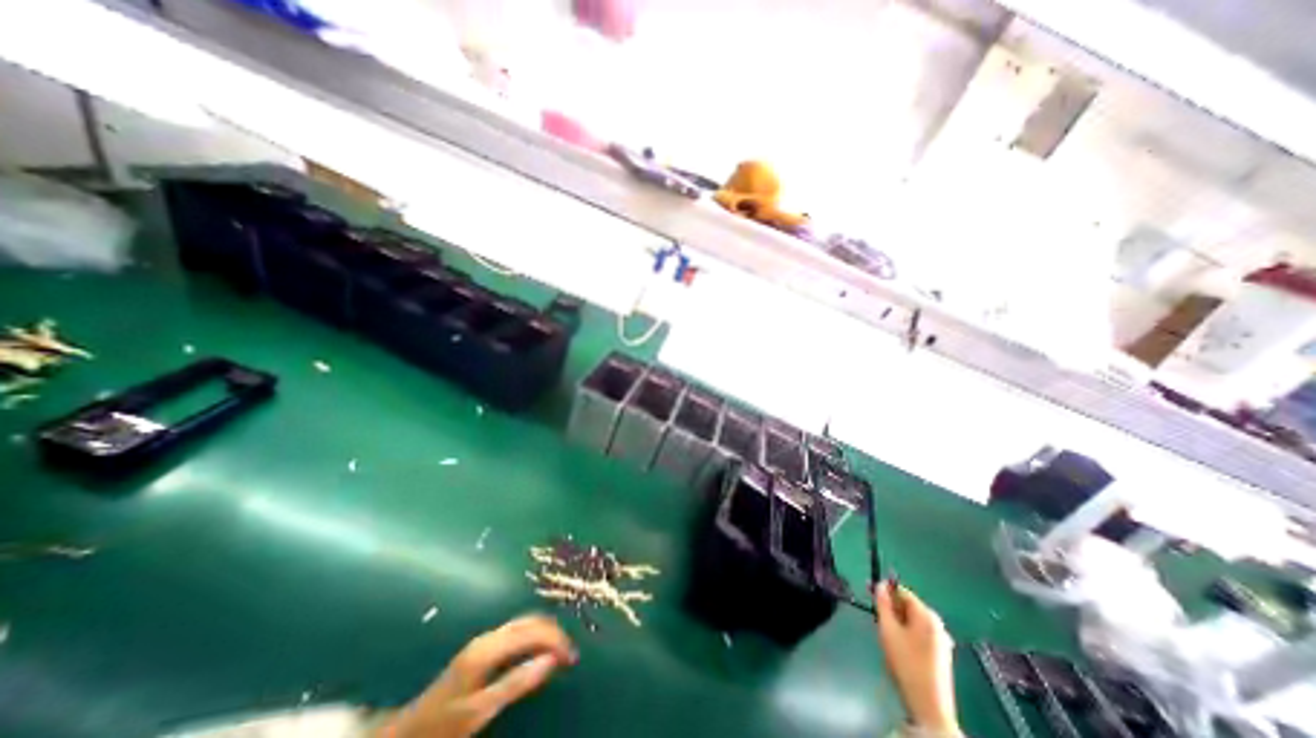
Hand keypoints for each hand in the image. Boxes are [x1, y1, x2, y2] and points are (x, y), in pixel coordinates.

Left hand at [378, 611, 577, 737]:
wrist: (407, 732)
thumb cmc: (444, 724)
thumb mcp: (481, 710)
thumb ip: (517, 683)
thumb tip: (552, 659)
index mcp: (489, 648)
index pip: (533, 631)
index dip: (556, 640)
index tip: (572, 657)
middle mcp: (490, 636)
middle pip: (531, 621)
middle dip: (554, 633)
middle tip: (571, 654)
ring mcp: (486, 639)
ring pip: (525, 622)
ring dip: (546, 633)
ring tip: (561, 651)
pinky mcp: (484, 646)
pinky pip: (518, 630)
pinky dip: (535, 635)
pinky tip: (541, 649)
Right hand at [878, 586, 964, 734]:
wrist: (929, 706)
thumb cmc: (906, 663)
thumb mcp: (888, 629)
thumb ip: (883, 604)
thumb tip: (880, 585)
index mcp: (927, 615)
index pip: (902, 591)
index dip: (884, 590)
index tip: (868, 592)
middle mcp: (937, 624)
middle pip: (908, 605)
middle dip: (891, 609)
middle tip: (876, 618)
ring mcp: (941, 640)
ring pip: (912, 621)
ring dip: (897, 622)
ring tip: (886, 635)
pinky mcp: (941, 653)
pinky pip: (919, 633)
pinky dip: (907, 634)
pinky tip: (899, 648)